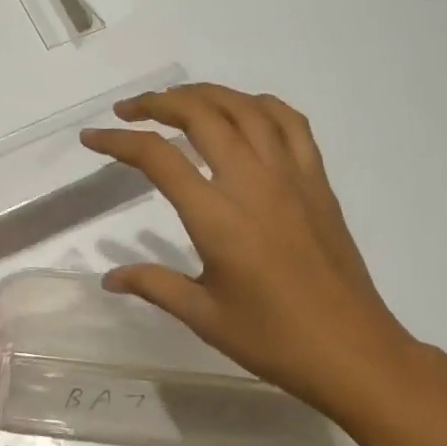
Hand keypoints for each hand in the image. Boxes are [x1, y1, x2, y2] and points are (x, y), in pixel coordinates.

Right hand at [81, 84, 415, 416]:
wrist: (354, 351)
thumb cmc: (274, 339)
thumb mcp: (204, 316)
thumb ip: (153, 285)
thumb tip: (109, 277)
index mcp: (217, 217)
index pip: (158, 157)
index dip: (118, 141)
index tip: (92, 137)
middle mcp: (252, 182)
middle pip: (200, 114)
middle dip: (157, 103)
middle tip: (129, 111)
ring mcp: (291, 176)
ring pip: (244, 107)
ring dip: (204, 94)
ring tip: (177, 101)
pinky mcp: (317, 180)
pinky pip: (291, 123)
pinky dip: (260, 104)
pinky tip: (243, 111)